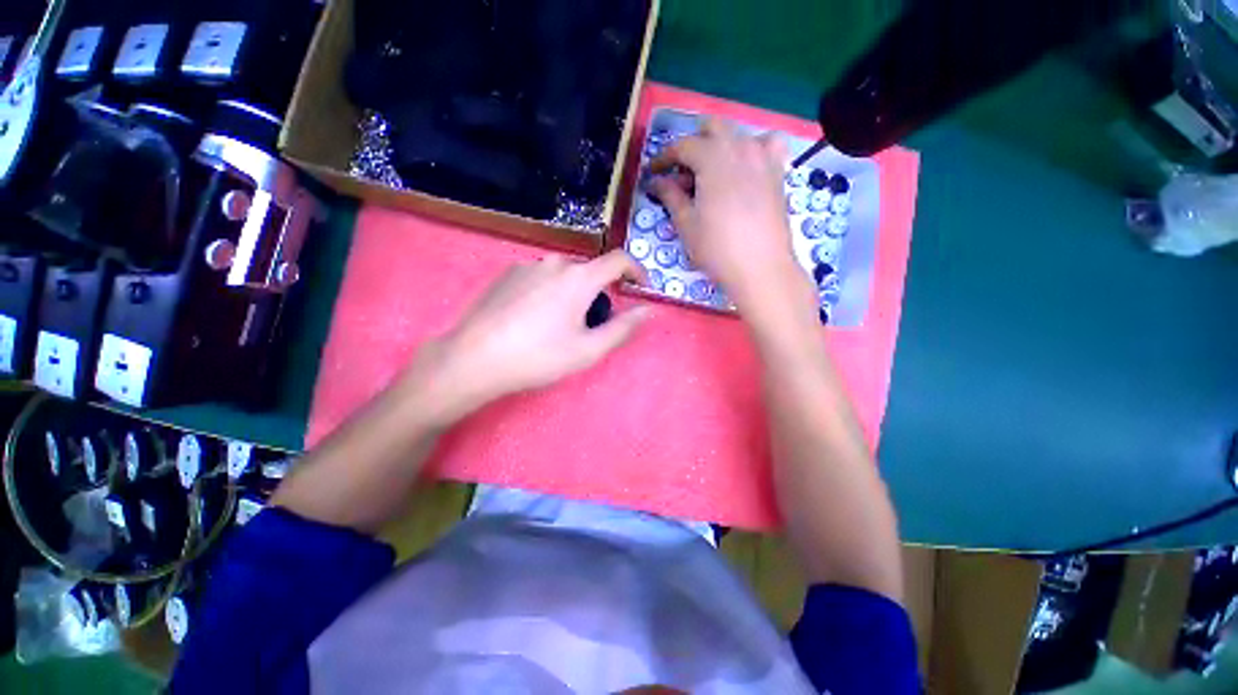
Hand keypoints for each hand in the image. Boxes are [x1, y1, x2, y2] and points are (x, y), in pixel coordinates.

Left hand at [399, 251, 651, 424]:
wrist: (474, 359)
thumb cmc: (539, 356)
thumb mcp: (588, 349)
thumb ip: (623, 328)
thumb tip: (647, 310)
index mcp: (579, 277)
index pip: (619, 260)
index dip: (637, 270)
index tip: (641, 287)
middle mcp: (555, 262)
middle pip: (590, 271)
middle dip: (599, 292)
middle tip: (590, 325)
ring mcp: (528, 265)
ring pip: (564, 275)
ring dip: (573, 293)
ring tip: (558, 326)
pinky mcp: (507, 274)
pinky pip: (541, 277)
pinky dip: (550, 292)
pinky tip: (533, 319)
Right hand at [651, 118, 815, 319]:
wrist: (760, 268)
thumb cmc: (717, 248)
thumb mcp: (686, 223)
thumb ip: (670, 196)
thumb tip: (657, 182)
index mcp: (712, 158)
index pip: (682, 146)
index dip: (663, 158)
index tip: (653, 173)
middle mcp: (740, 147)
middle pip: (712, 128)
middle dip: (693, 145)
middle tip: (682, 175)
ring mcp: (764, 157)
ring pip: (739, 134)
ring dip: (720, 147)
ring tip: (712, 174)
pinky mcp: (778, 173)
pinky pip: (767, 146)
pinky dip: (752, 151)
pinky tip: (745, 171)